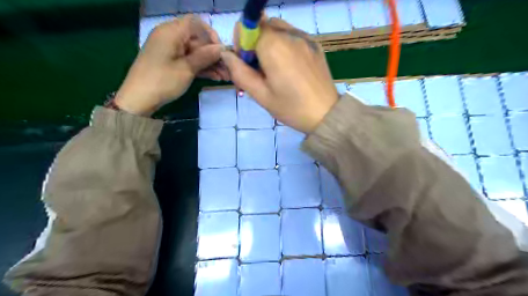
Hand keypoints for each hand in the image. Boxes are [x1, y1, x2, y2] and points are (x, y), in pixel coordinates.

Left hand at [115, 15, 229, 114]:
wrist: (139, 100)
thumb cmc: (162, 81)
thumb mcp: (186, 68)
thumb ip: (205, 56)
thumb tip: (222, 48)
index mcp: (171, 32)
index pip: (195, 24)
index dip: (210, 35)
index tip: (221, 51)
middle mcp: (170, 37)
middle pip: (197, 40)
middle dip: (213, 54)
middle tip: (228, 69)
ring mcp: (170, 51)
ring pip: (195, 53)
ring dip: (210, 64)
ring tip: (225, 77)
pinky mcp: (171, 63)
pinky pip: (189, 61)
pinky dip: (201, 68)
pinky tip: (215, 77)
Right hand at [220, 18, 335, 131]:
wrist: (325, 114)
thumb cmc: (291, 108)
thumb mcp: (261, 95)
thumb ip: (239, 72)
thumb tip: (226, 54)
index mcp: (274, 46)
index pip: (246, 27)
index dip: (241, 44)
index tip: (247, 65)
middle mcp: (290, 34)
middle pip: (262, 25)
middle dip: (255, 43)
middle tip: (260, 70)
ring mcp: (305, 37)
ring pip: (278, 29)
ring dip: (269, 43)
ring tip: (275, 68)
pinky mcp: (315, 44)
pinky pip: (293, 35)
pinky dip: (285, 45)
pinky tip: (290, 66)